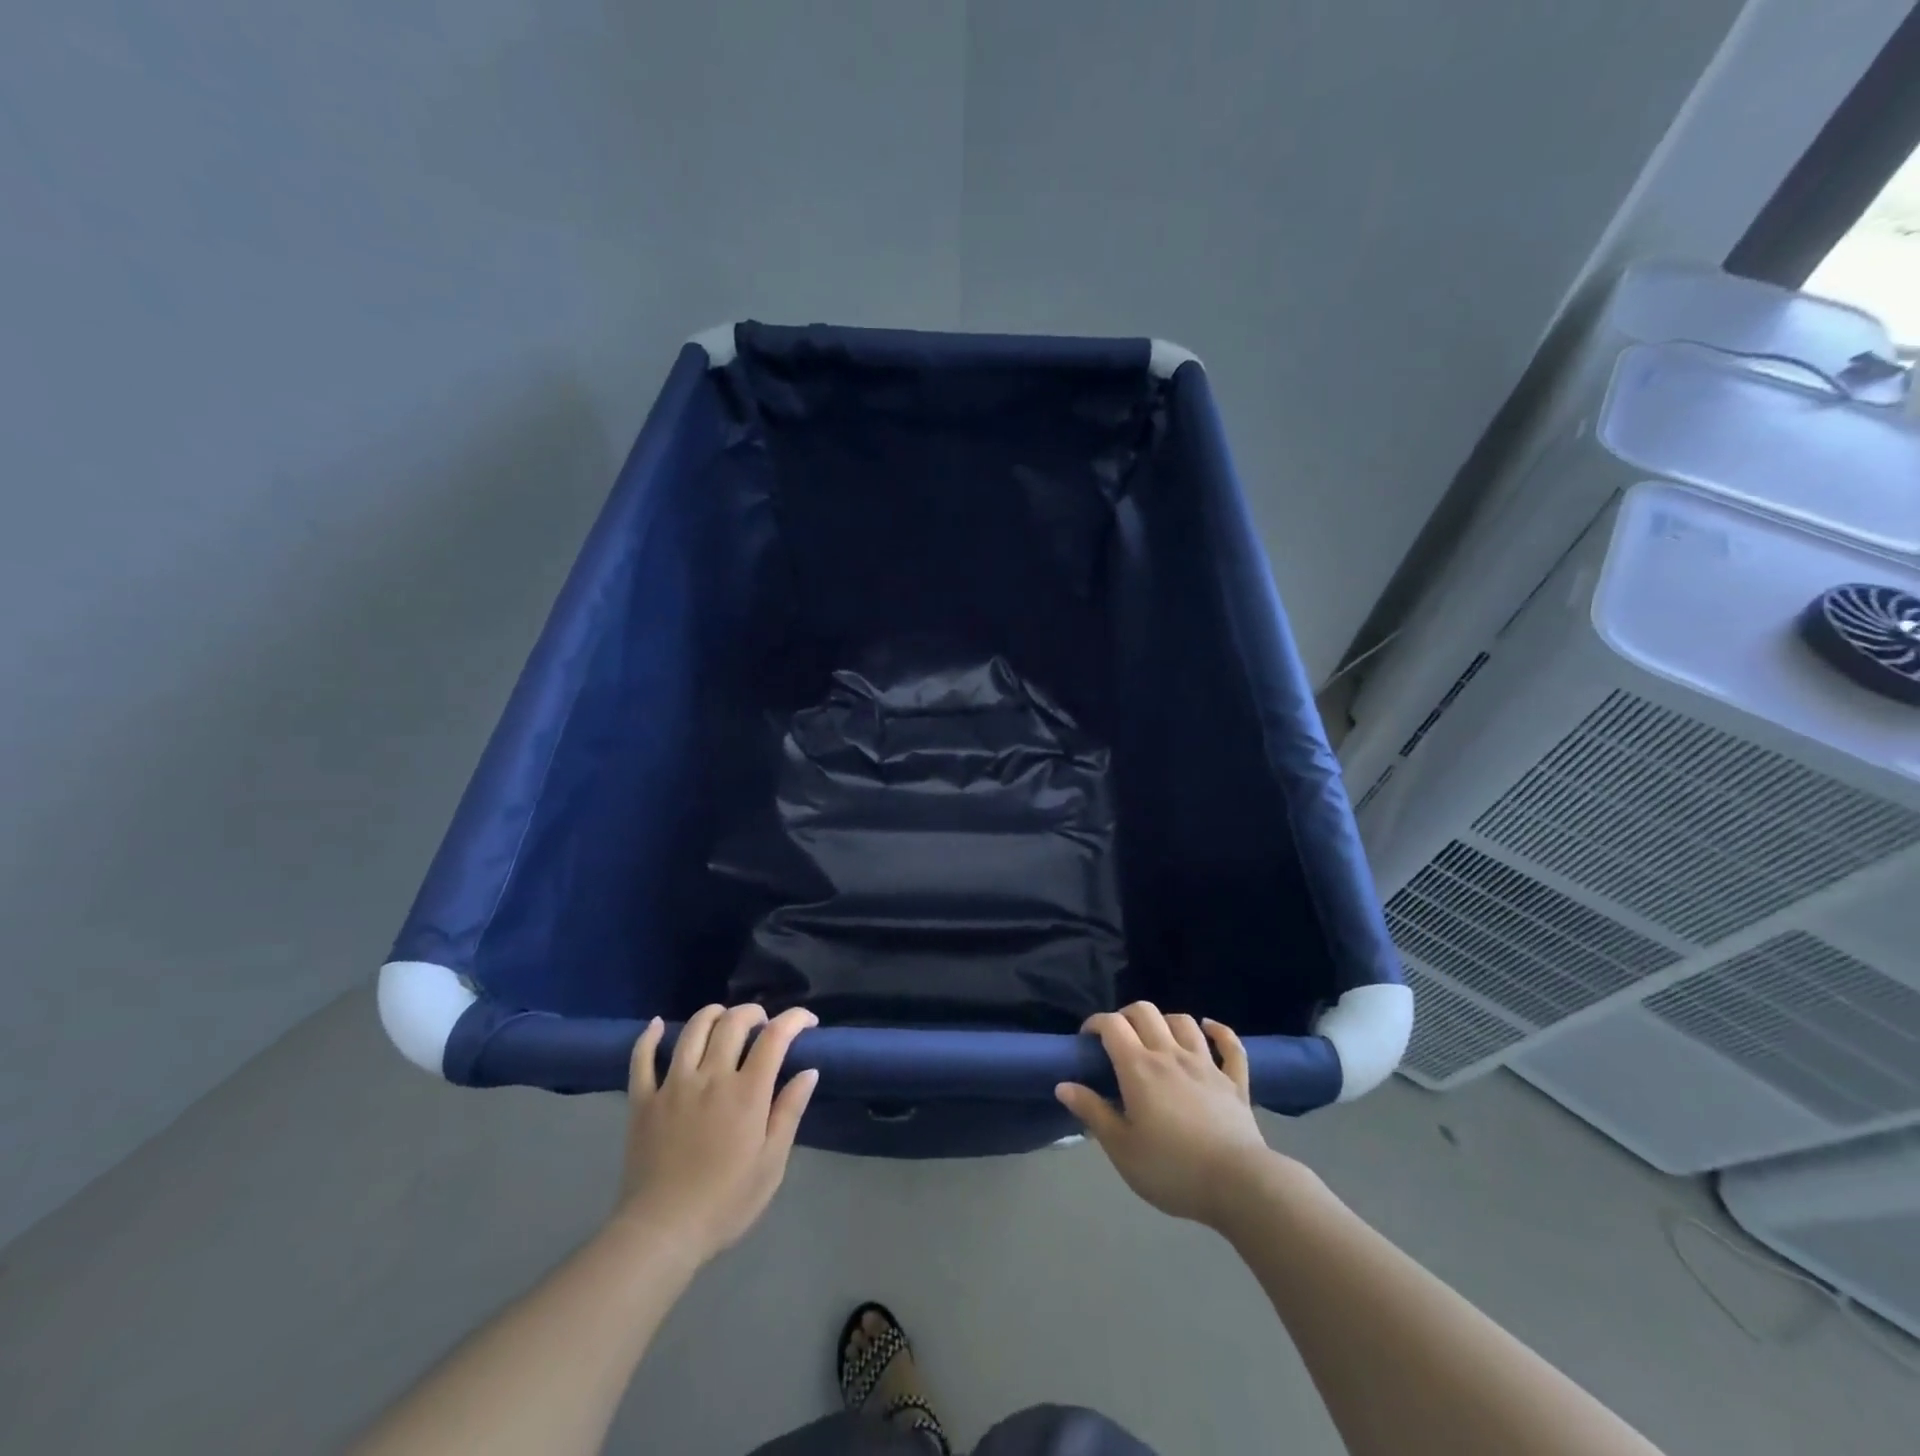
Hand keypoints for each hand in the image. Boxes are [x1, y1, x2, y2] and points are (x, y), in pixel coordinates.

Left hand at [614, 1003, 819, 1262]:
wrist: (661, 1234)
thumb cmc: (725, 1202)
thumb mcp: (772, 1163)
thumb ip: (789, 1111)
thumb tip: (809, 1071)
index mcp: (746, 1092)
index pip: (774, 1036)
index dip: (794, 1019)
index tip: (807, 1021)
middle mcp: (710, 1077)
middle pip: (733, 1022)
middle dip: (754, 1012)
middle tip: (764, 1022)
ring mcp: (672, 1085)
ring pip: (693, 1030)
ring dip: (713, 1014)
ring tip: (724, 1018)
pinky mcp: (642, 1101)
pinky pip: (642, 1059)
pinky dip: (649, 1037)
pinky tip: (658, 1025)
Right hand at [1056, 1003, 1278, 1229]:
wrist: (1238, 1185)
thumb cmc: (1172, 1169)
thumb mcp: (1121, 1149)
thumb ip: (1093, 1112)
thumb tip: (1063, 1085)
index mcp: (1139, 1068)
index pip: (1112, 1025)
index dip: (1096, 1023)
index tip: (1087, 1039)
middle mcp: (1171, 1055)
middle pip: (1146, 1012)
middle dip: (1126, 1016)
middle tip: (1118, 1039)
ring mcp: (1206, 1065)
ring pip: (1184, 1022)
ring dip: (1166, 1021)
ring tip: (1157, 1037)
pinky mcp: (1234, 1081)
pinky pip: (1230, 1046)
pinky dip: (1219, 1031)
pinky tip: (1209, 1028)